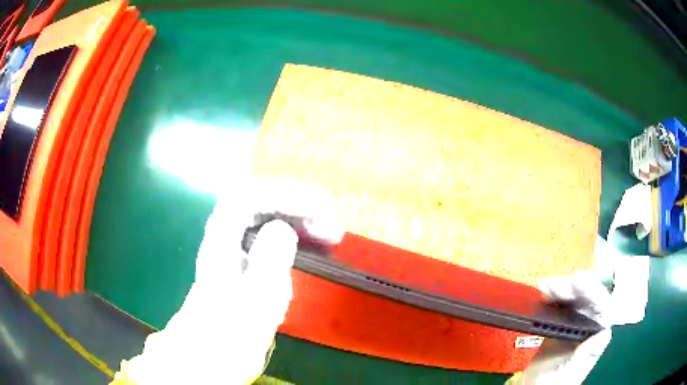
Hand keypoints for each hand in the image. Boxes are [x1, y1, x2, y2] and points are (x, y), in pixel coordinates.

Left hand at [116, 178, 343, 383]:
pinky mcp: (248, 255)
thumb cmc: (231, 332)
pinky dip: (297, 230)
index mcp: (221, 239)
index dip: (285, 195)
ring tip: (329, 233)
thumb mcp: (252, 304)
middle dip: (299, 204)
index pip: (248, 195)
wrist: (212, 349)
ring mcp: (237, 243)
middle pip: (260, 198)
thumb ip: (267, 263)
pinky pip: (274, 228)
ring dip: (301, 215)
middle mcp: (227, 233)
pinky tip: (313, 243)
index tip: (319, 211)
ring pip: (269, 212)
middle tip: (331, 226)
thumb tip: (284, 228)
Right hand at [508, 272, 613, 384]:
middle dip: (573, 288)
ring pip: (575, 298)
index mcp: (595, 337)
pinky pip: (561, 304)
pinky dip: (553, 296)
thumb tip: (604, 333)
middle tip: (553, 285)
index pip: (602, 307)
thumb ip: (585, 355)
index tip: (576, 281)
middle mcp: (589, 326)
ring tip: (545, 286)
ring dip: (562, 289)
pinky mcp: (561, 324)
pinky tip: (544, 292)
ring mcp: (575, 323)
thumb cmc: (553, 384)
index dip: (593, 291)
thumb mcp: (568, 374)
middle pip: (588, 298)